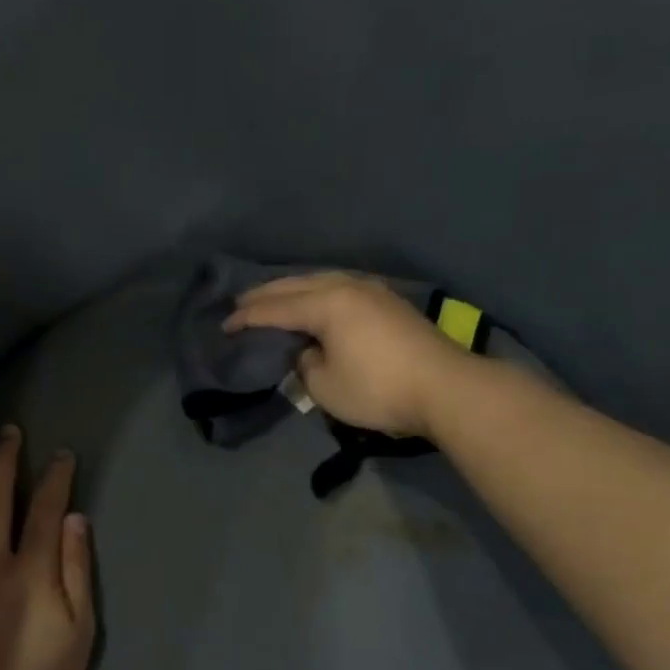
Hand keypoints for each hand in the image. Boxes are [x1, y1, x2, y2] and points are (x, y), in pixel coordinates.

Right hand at [223, 272, 470, 438]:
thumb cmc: (378, 389)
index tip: (224, 326)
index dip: (247, 318)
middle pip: (296, 285)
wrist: (445, 388)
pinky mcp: (388, 302)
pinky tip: (314, 300)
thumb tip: (308, 352)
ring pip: (321, 280)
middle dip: (265, 295)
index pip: (275, 309)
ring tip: (273, 297)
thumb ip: (305, 365)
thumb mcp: (325, 386)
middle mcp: (347, 287)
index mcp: (326, 304)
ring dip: (292, 288)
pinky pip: (339, 287)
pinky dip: (316, 292)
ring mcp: (372, 291)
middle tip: (239, 304)